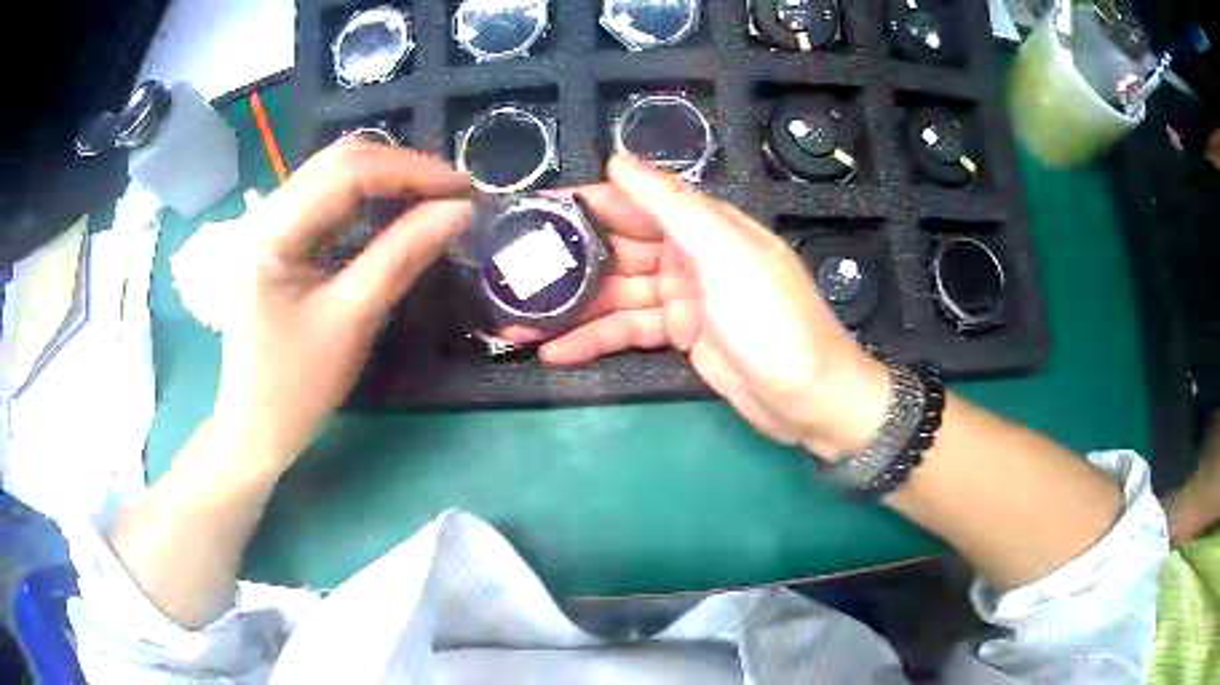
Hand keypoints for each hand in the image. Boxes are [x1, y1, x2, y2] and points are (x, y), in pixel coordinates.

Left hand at [212, 143, 472, 470]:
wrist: (256, 430)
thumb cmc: (296, 386)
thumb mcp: (352, 319)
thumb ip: (403, 256)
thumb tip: (460, 211)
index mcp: (270, 232)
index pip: (347, 174)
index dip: (410, 172)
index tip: (463, 187)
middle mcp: (265, 215)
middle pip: (338, 164)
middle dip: (400, 168)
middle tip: (453, 190)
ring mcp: (269, 228)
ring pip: (333, 177)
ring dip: (385, 179)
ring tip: (433, 195)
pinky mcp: (278, 244)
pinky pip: (326, 204)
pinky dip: (366, 201)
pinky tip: (395, 209)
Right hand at [511, 154, 889, 459]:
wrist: (811, 399)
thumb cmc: (773, 321)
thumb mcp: (726, 255)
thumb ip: (672, 206)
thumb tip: (619, 160)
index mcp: (705, 226)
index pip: (635, 202)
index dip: (586, 204)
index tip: (534, 210)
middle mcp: (691, 254)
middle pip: (619, 249)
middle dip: (569, 261)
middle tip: (513, 271)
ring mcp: (685, 297)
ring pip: (617, 294)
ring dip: (572, 308)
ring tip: (518, 320)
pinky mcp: (681, 336)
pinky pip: (630, 329)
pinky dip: (596, 340)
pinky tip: (555, 350)